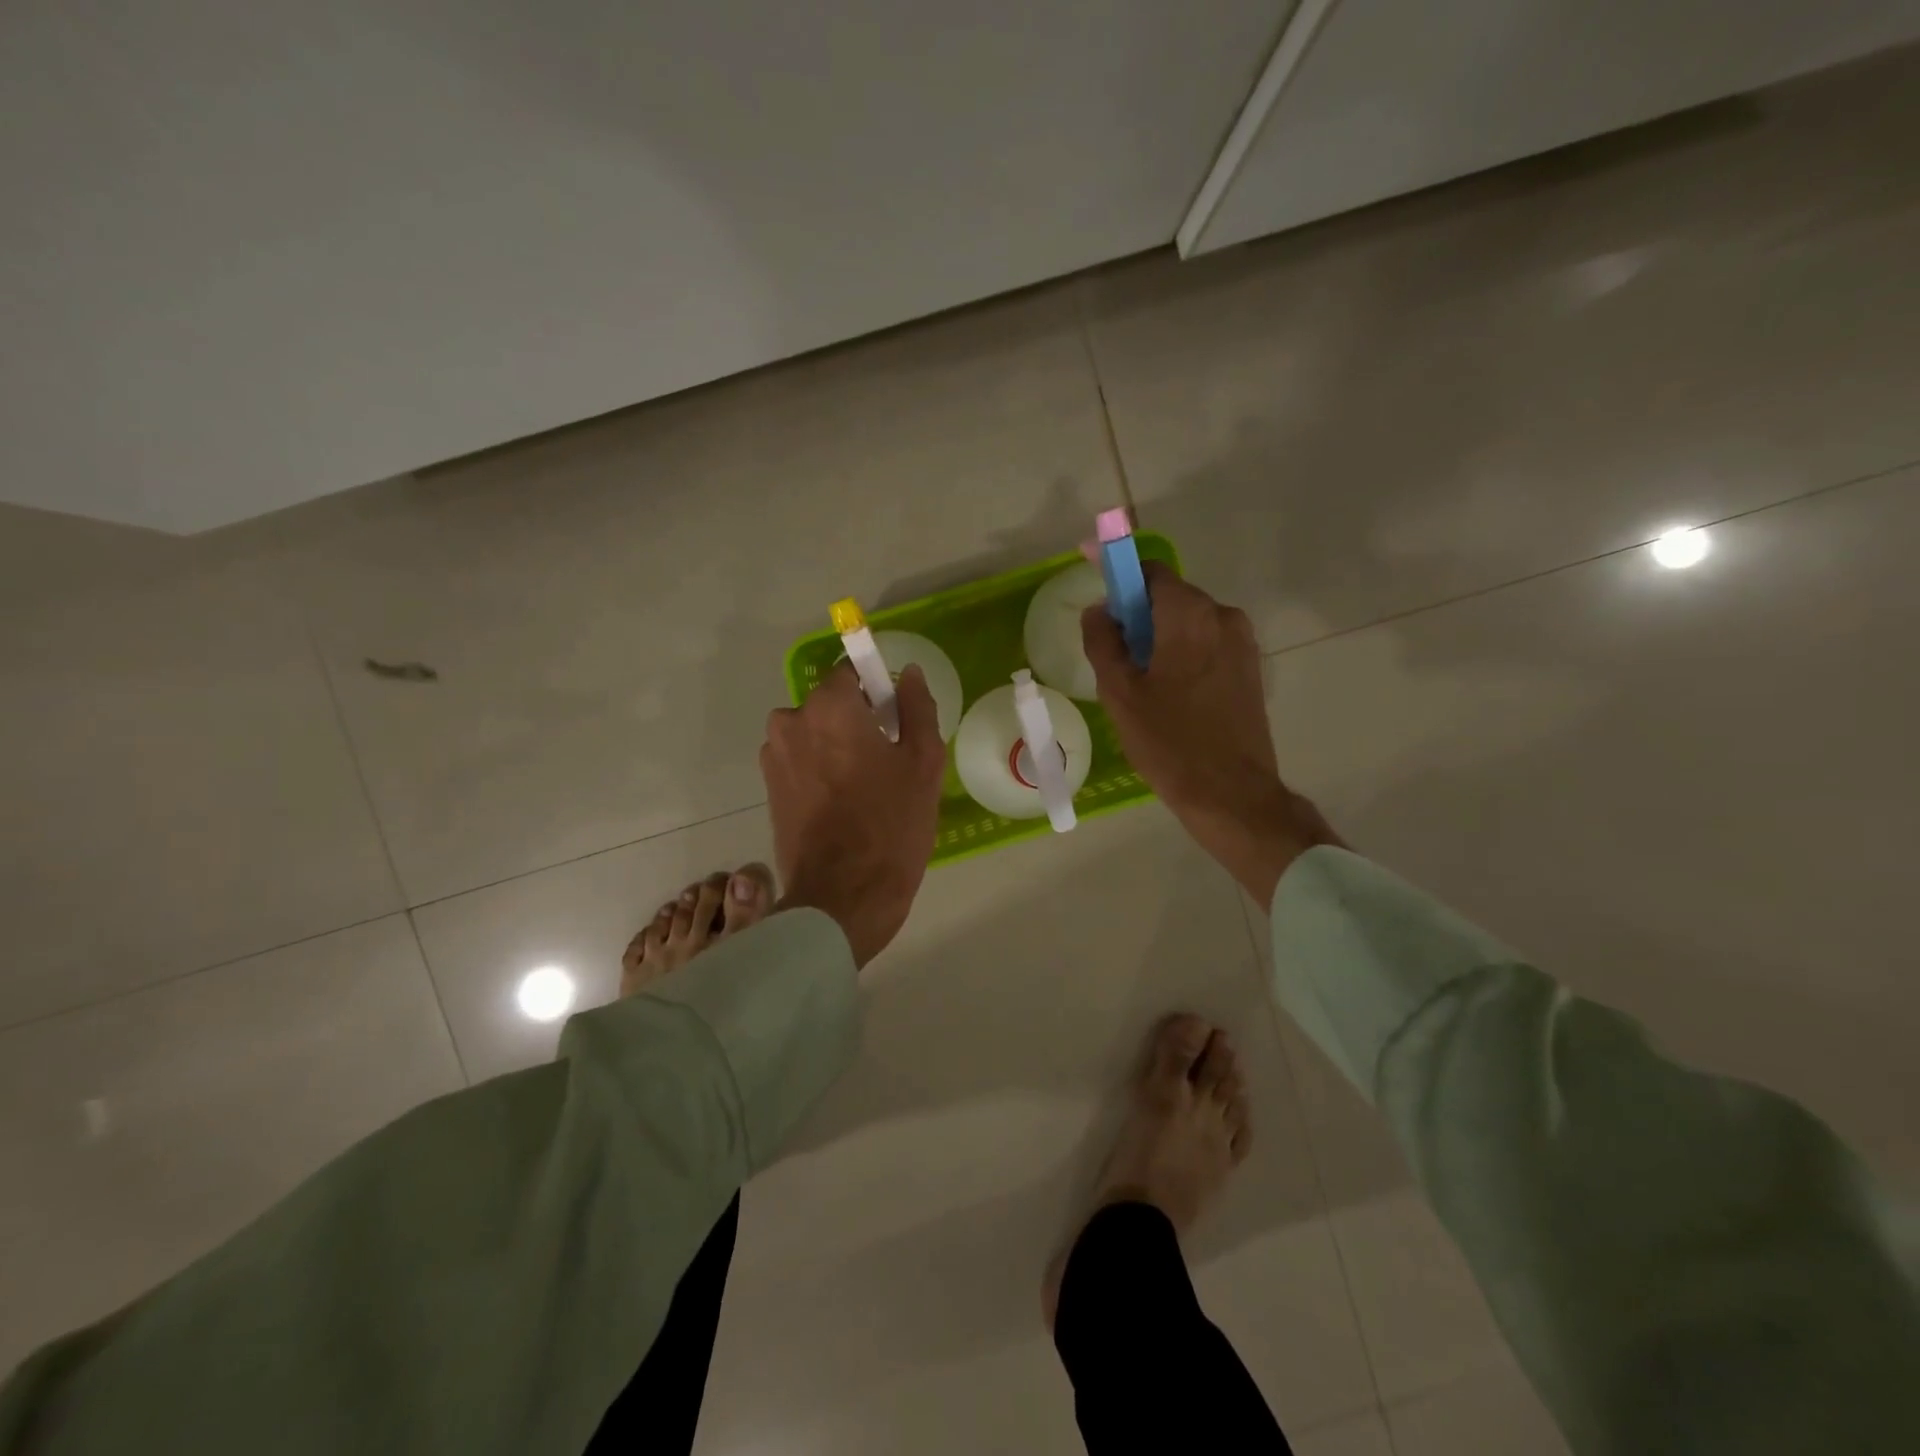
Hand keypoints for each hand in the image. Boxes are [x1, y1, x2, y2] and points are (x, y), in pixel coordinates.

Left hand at [761, 662, 945, 966]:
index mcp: (829, 707)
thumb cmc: (891, 825)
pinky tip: (843, 805)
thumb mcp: (923, 762)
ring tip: (865, 788)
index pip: (853, 672)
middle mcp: (791, 721)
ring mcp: (774, 756)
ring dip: (837, 746)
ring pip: (815, 733)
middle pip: (831, 704)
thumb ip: (917, 708)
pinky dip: (821, 770)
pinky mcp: (769, 787)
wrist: (842, 897)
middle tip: (888, 761)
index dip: (879, 691)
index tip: (897, 722)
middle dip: (858, 721)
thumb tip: (909, 674)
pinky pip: (801, 760)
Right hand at [1081, 564, 1342, 907]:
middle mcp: (1223, 616)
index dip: (1117, 572)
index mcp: (1189, 615)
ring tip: (1140, 682)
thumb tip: (1098, 611)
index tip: (1094, 580)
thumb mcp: (1120, 693)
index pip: (1148, 571)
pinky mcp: (1250, 668)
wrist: (1231, 794)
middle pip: (1169, 597)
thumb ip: (1103, 642)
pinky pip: (1207, 644)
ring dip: (1159, 636)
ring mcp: (1243, 643)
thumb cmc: (1169, 742)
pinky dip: (1182, 653)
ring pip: (1188, 623)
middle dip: (1137, 614)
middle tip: (1113, 653)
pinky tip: (1168, 694)